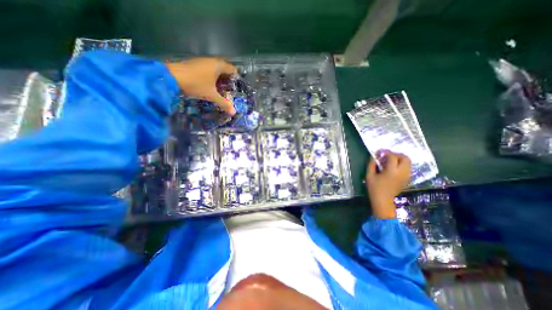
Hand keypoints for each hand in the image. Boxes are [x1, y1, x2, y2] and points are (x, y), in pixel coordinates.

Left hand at [164, 57, 237, 114]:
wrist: (170, 77)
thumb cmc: (196, 84)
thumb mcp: (211, 95)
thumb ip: (224, 103)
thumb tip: (234, 113)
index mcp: (218, 65)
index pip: (233, 69)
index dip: (236, 78)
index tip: (237, 87)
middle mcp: (211, 61)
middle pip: (224, 69)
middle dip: (228, 80)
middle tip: (230, 91)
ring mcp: (202, 61)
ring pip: (215, 69)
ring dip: (219, 78)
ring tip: (221, 90)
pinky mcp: (194, 64)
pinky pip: (208, 70)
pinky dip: (211, 77)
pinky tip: (210, 86)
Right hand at [366, 151, 410, 217]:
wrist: (383, 200)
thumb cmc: (374, 187)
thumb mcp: (369, 175)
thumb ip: (371, 164)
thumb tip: (374, 155)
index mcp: (392, 171)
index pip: (393, 157)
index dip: (386, 152)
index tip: (380, 152)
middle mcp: (402, 173)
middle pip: (405, 158)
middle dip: (396, 154)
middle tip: (387, 156)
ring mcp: (406, 176)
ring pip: (408, 162)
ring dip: (400, 159)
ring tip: (390, 161)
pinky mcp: (407, 179)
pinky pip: (408, 168)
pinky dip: (402, 164)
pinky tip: (393, 167)